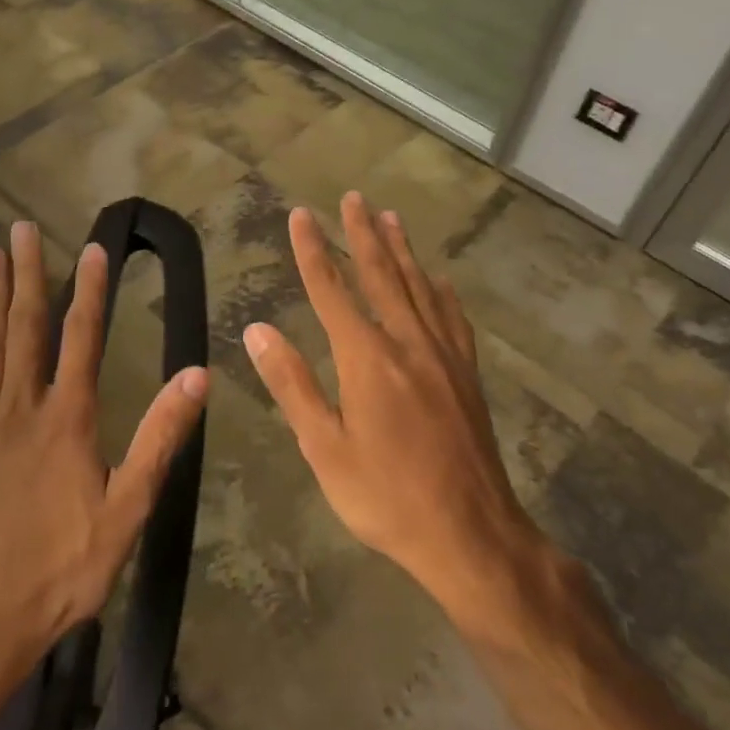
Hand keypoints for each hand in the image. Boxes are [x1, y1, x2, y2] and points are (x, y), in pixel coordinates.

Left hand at [0, 222, 208, 697]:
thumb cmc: (62, 569)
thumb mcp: (127, 508)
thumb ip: (159, 438)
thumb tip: (195, 377)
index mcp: (68, 420)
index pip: (82, 340)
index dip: (90, 292)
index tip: (93, 249)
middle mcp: (21, 410)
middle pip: (25, 330)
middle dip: (28, 277)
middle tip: (22, 229)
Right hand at [242, 194, 542, 619]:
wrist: (470, 533)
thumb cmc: (385, 496)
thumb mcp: (324, 448)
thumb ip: (292, 385)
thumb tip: (258, 331)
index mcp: (366, 359)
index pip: (332, 290)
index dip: (313, 251)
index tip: (301, 216)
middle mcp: (408, 344)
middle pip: (382, 276)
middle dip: (364, 234)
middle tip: (354, 197)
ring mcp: (444, 357)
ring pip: (420, 289)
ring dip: (403, 251)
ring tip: (391, 218)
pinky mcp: (467, 376)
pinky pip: (453, 319)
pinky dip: (442, 293)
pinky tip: (440, 281)